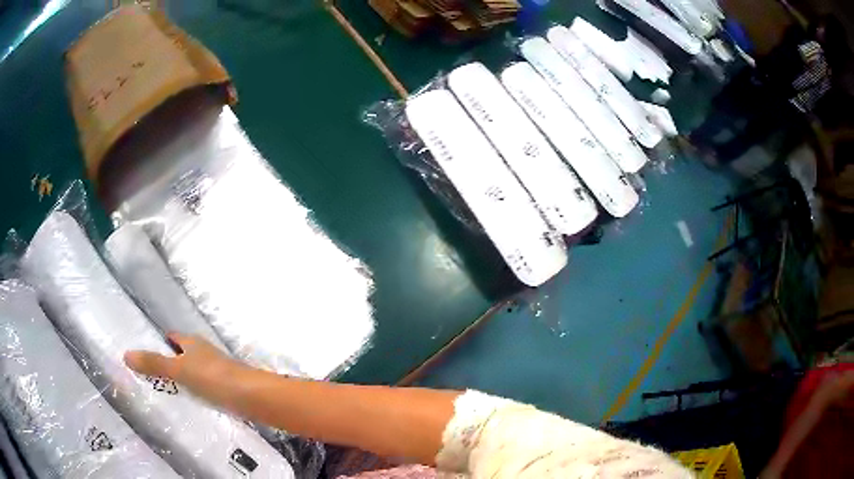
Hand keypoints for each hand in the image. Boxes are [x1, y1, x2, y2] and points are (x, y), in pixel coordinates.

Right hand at [124, 333, 245, 400]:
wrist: (252, 397)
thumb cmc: (213, 377)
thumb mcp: (179, 369)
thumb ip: (155, 363)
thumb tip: (126, 354)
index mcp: (193, 343)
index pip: (172, 337)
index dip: (159, 342)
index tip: (144, 352)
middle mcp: (204, 353)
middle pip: (182, 355)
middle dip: (168, 363)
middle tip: (149, 377)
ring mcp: (216, 371)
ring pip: (193, 372)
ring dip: (181, 380)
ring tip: (164, 393)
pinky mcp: (225, 389)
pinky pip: (203, 389)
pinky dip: (194, 393)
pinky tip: (188, 405)